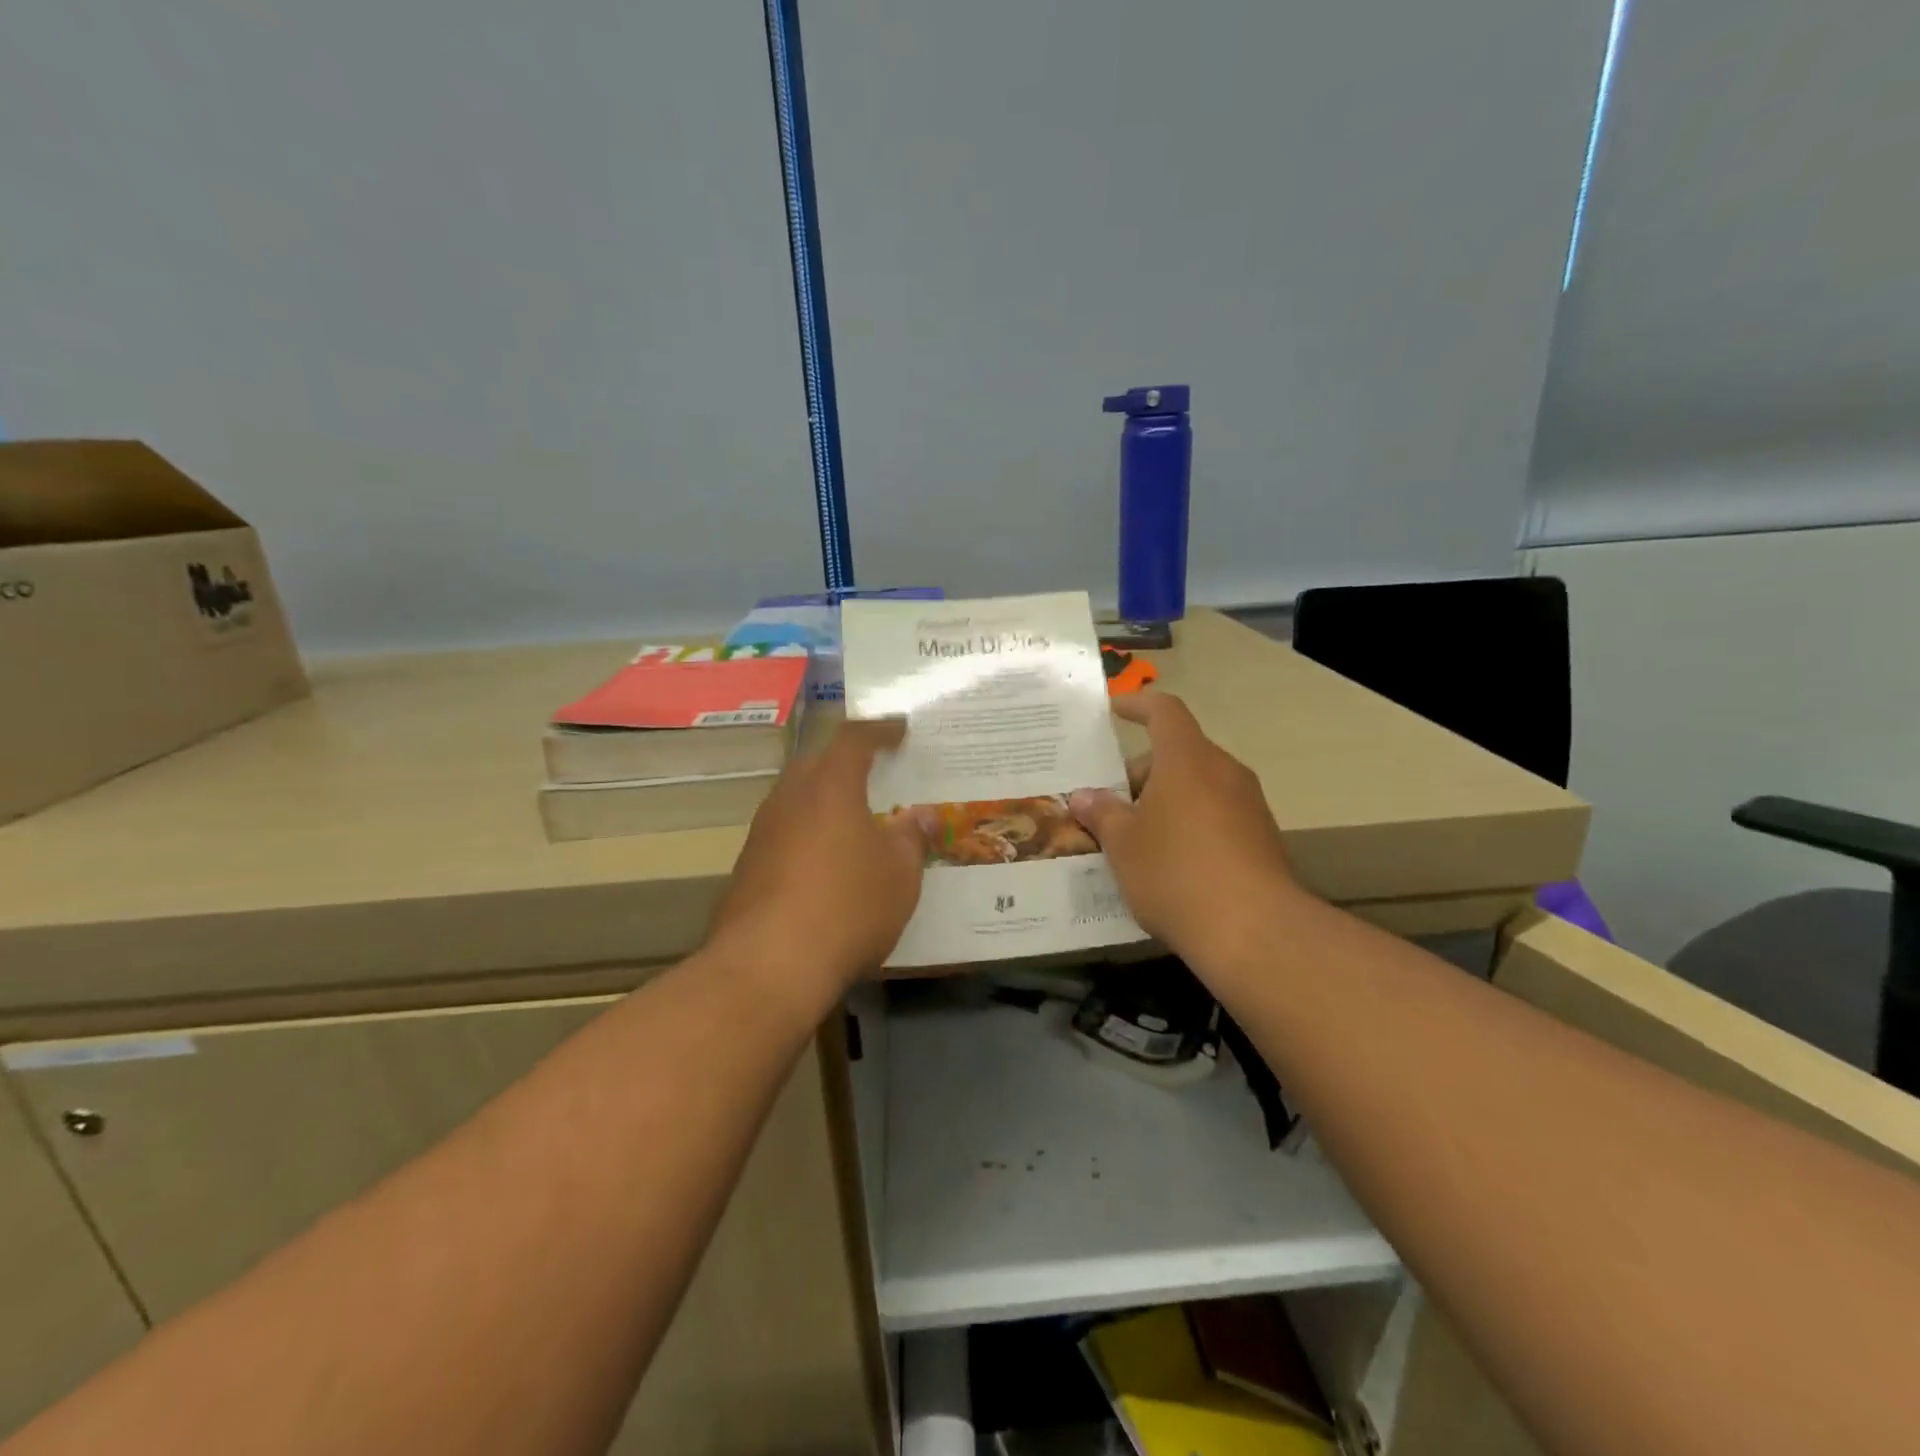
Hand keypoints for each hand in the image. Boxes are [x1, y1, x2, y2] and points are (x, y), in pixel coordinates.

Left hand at [712, 719, 927, 994]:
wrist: (768, 966)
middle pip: (818, 764)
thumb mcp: (899, 874)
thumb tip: (921, 817)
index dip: (880, 730)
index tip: (900, 729)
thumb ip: (911, 839)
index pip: (854, 739)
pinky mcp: (747, 868)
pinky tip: (827, 864)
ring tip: (855, 819)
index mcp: (830, 785)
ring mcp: (762, 832)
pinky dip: (809, 836)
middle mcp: (789, 798)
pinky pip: (785, 834)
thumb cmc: (847, 906)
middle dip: (847, 763)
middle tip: (876, 773)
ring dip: (825, 801)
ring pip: (797, 800)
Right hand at [1069, 694, 1303, 964]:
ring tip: (1130, 837)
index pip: (1164, 711)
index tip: (1114, 710)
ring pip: (1197, 786)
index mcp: (1187, 759)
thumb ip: (1101, 813)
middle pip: (1178, 754)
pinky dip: (1187, 824)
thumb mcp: (1123, 844)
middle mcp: (1223, 771)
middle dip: (1140, 773)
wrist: (1254, 931)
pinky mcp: (1261, 838)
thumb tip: (1084, 796)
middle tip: (1107, 805)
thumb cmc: (1176, 872)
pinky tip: (1166, 863)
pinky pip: (1215, 815)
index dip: (1137, 705)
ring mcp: (1248, 805)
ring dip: (1163, 801)